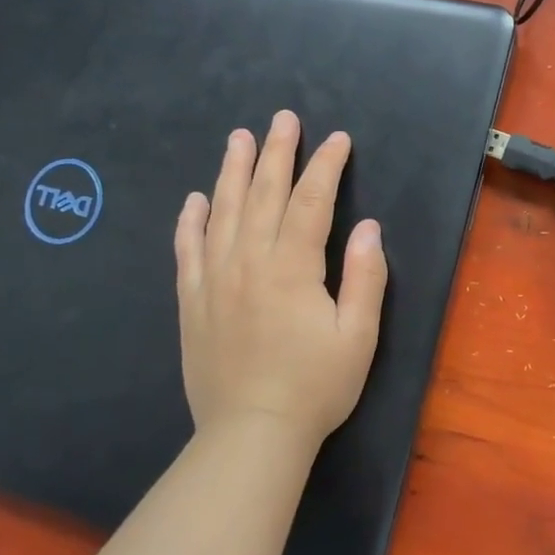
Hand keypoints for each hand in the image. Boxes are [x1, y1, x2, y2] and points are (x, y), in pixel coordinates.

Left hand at [175, 110, 387, 447]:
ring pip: (223, 212)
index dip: (326, 167)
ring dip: (232, 171)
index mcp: (292, 269)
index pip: (311, 202)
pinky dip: (190, 221)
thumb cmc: (314, 388)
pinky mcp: (192, 302)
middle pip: (263, 195)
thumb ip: (365, 277)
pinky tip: (194, 199)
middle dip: (277, 153)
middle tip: (283, 119)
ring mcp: (214, 280)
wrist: (251, 435)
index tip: (338, 140)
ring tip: (238, 138)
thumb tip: (367, 227)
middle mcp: (249, 263)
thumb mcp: (359, 337)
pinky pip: (187, 251)